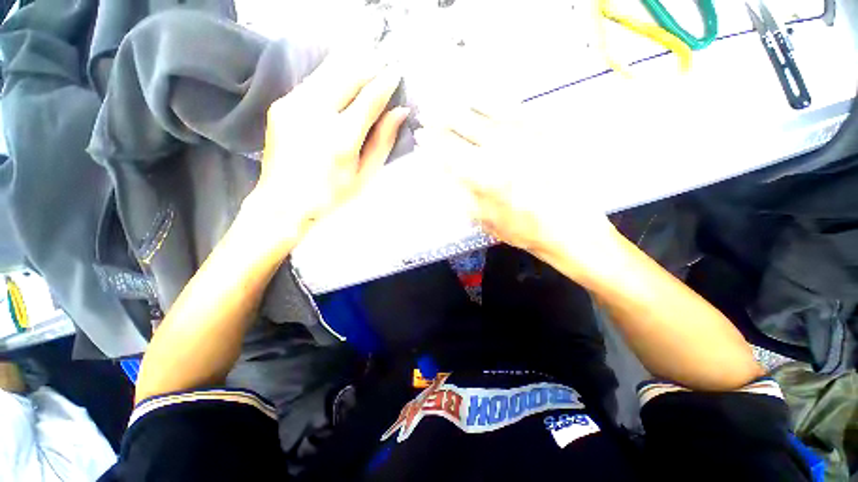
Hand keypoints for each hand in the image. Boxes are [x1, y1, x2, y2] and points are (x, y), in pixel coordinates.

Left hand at [246, 51, 408, 242]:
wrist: (283, 203)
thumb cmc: (332, 197)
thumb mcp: (365, 175)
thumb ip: (382, 142)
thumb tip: (399, 113)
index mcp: (341, 138)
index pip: (369, 99)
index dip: (385, 83)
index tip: (397, 72)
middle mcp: (315, 114)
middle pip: (346, 75)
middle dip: (368, 65)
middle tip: (383, 61)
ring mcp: (293, 105)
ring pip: (327, 72)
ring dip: (349, 66)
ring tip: (366, 63)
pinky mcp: (280, 105)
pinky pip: (311, 82)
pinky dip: (330, 77)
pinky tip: (340, 81)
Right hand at [417, 104, 617, 275]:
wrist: (569, 227)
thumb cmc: (521, 229)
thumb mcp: (484, 218)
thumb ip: (463, 192)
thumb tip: (445, 169)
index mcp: (484, 174)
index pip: (449, 150)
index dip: (432, 141)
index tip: (420, 134)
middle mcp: (501, 148)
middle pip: (464, 125)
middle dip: (441, 117)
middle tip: (428, 111)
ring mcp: (524, 136)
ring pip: (486, 111)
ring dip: (463, 104)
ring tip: (447, 99)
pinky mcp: (544, 131)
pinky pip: (514, 108)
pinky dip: (494, 101)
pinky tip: (482, 98)